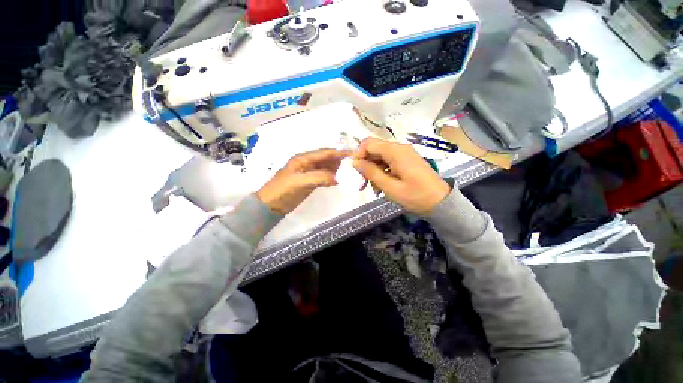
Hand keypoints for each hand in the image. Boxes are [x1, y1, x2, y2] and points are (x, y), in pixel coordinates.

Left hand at [257, 148, 350, 214]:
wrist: (270, 206)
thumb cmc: (282, 191)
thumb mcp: (299, 182)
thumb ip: (318, 177)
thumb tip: (337, 178)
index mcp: (303, 158)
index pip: (324, 152)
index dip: (339, 152)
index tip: (353, 153)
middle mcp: (307, 162)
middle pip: (327, 158)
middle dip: (340, 159)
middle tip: (355, 162)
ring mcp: (308, 172)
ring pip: (326, 167)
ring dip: (337, 168)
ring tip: (350, 170)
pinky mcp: (310, 181)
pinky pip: (324, 176)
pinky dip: (332, 176)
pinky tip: (340, 179)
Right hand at [353, 137, 450, 214]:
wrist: (441, 202)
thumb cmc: (415, 196)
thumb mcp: (390, 187)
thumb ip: (371, 172)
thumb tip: (355, 161)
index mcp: (396, 151)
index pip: (369, 143)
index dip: (360, 155)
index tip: (358, 171)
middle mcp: (400, 148)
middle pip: (375, 149)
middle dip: (367, 165)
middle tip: (367, 183)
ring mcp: (404, 153)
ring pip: (380, 156)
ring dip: (374, 170)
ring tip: (377, 188)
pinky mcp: (407, 160)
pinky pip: (389, 161)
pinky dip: (383, 171)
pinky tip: (384, 185)